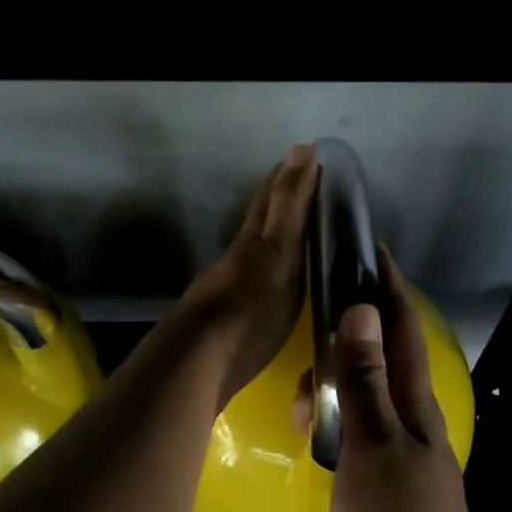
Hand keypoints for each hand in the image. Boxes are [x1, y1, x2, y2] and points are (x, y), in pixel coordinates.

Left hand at [173, 145, 317, 408]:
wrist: (200, 362)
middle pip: (260, 220)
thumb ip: (288, 206)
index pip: (272, 197)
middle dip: (281, 200)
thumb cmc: (248, 307)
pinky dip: (271, 268)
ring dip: (276, 235)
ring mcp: (232, 285)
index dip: (290, 177)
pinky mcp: (232, 316)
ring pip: (256, 248)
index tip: (311, 159)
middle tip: (307, 187)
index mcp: (254, 239)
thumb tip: (300, 150)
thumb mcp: (276, 252)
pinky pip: (257, 278)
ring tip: (300, 231)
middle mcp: (240, 256)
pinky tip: (277, 279)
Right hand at [328, 247, 492, 511]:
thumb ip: (363, 378)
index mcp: (415, 408)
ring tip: (303, 404)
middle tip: (314, 333)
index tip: (372, 252)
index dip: (390, 290)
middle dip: (350, 338)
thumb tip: (359, 310)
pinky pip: (353, 441)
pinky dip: (333, 429)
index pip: (402, 332)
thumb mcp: (372, 442)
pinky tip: (311, 438)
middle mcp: (411, 426)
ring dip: (336, 391)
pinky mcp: (380, 489)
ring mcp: (397, 459)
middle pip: (381, 363)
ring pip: (363, 404)